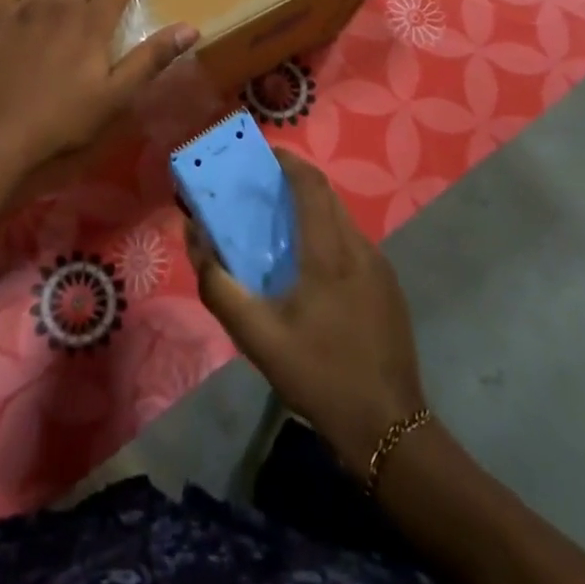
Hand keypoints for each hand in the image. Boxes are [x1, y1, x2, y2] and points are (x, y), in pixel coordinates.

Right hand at [188, 151, 425, 480]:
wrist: (388, 428)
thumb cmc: (318, 375)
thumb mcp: (256, 336)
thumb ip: (219, 285)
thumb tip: (195, 238)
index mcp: (329, 251)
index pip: (310, 183)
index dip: (287, 161)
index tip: (260, 155)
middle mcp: (359, 247)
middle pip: (326, 196)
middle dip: (293, 183)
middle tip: (259, 191)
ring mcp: (379, 267)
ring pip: (341, 220)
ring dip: (310, 211)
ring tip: (278, 228)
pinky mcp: (389, 287)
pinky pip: (353, 244)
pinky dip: (327, 236)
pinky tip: (309, 270)